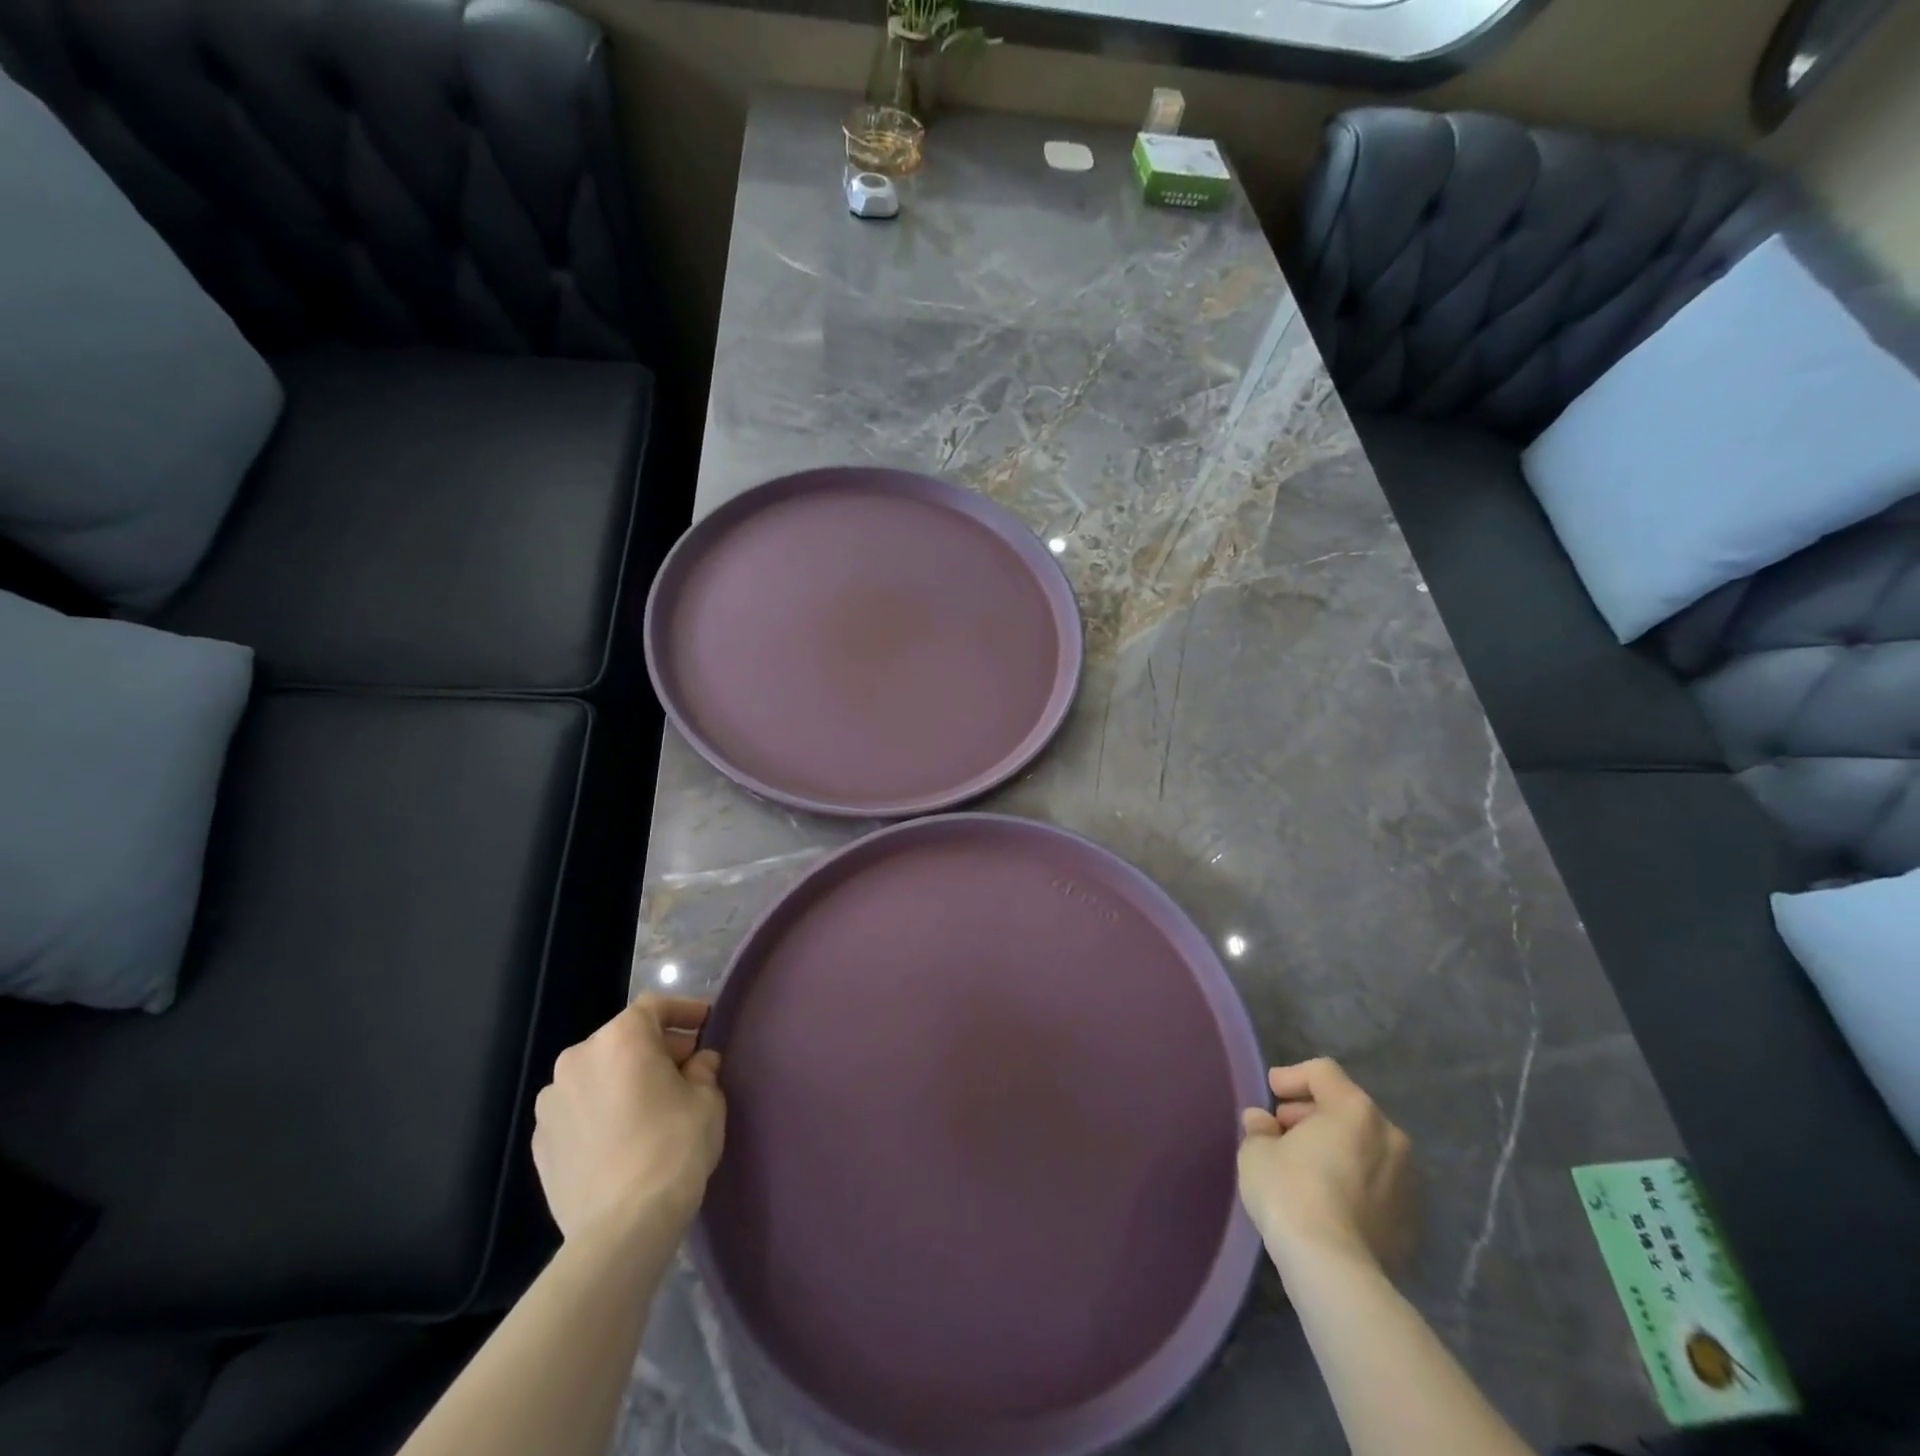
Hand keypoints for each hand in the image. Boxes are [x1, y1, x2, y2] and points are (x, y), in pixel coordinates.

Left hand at [532, 995, 724, 1241]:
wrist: (622, 1227)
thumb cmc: (673, 1147)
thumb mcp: (707, 1099)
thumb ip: (703, 1070)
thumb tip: (698, 1063)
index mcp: (621, 1038)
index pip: (655, 1007)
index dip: (684, 1012)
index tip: (706, 1025)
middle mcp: (578, 1059)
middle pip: (623, 1039)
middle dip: (656, 1048)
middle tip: (686, 1068)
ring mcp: (551, 1102)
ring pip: (598, 1074)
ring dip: (624, 1079)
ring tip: (651, 1105)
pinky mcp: (540, 1142)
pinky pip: (578, 1109)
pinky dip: (601, 1110)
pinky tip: (622, 1136)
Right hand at [1237, 1058, 1414, 1276]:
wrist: (1335, 1271)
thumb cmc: (1291, 1193)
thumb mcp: (1257, 1151)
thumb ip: (1259, 1128)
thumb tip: (1262, 1122)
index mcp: (1355, 1109)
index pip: (1323, 1072)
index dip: (1292, 1075)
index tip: (1271, 1093)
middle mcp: (1390, 1136)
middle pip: (1347, 1107)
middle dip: (1313, 1113)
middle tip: (1283, 1130)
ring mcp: (1408, 1181)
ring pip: (1366, 1146)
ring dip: (1336, 1147)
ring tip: (1305, 1166)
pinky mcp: (1412, 1220)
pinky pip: (1377, 1183)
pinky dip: (1354, 1180)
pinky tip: (1328, 1199)